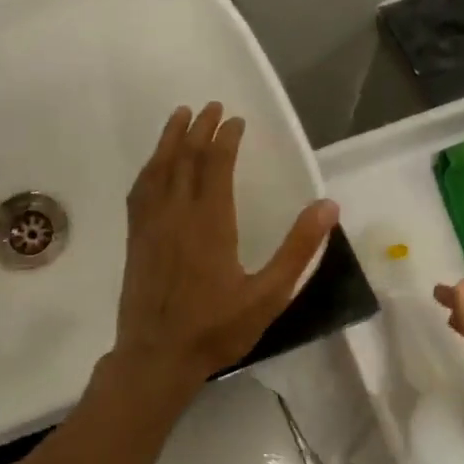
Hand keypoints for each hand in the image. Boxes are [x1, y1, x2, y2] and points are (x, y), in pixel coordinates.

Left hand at [114, 103, 338, 383]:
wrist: (157, 356)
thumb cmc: (216, 328)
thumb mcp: (268, 295)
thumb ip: (298, 249)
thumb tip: (327, 206)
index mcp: (211, 222)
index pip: (216, 165)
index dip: (226, 138)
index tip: (235, 120)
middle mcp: (177, 214)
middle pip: (186, 159)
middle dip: (199, 129)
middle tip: (210, 106)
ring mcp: (151, 225)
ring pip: (158, 169)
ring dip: (170, 140)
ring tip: (179, 116)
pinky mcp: (135, 239)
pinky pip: (139, 192)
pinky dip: (149, 169)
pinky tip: (153, 165)